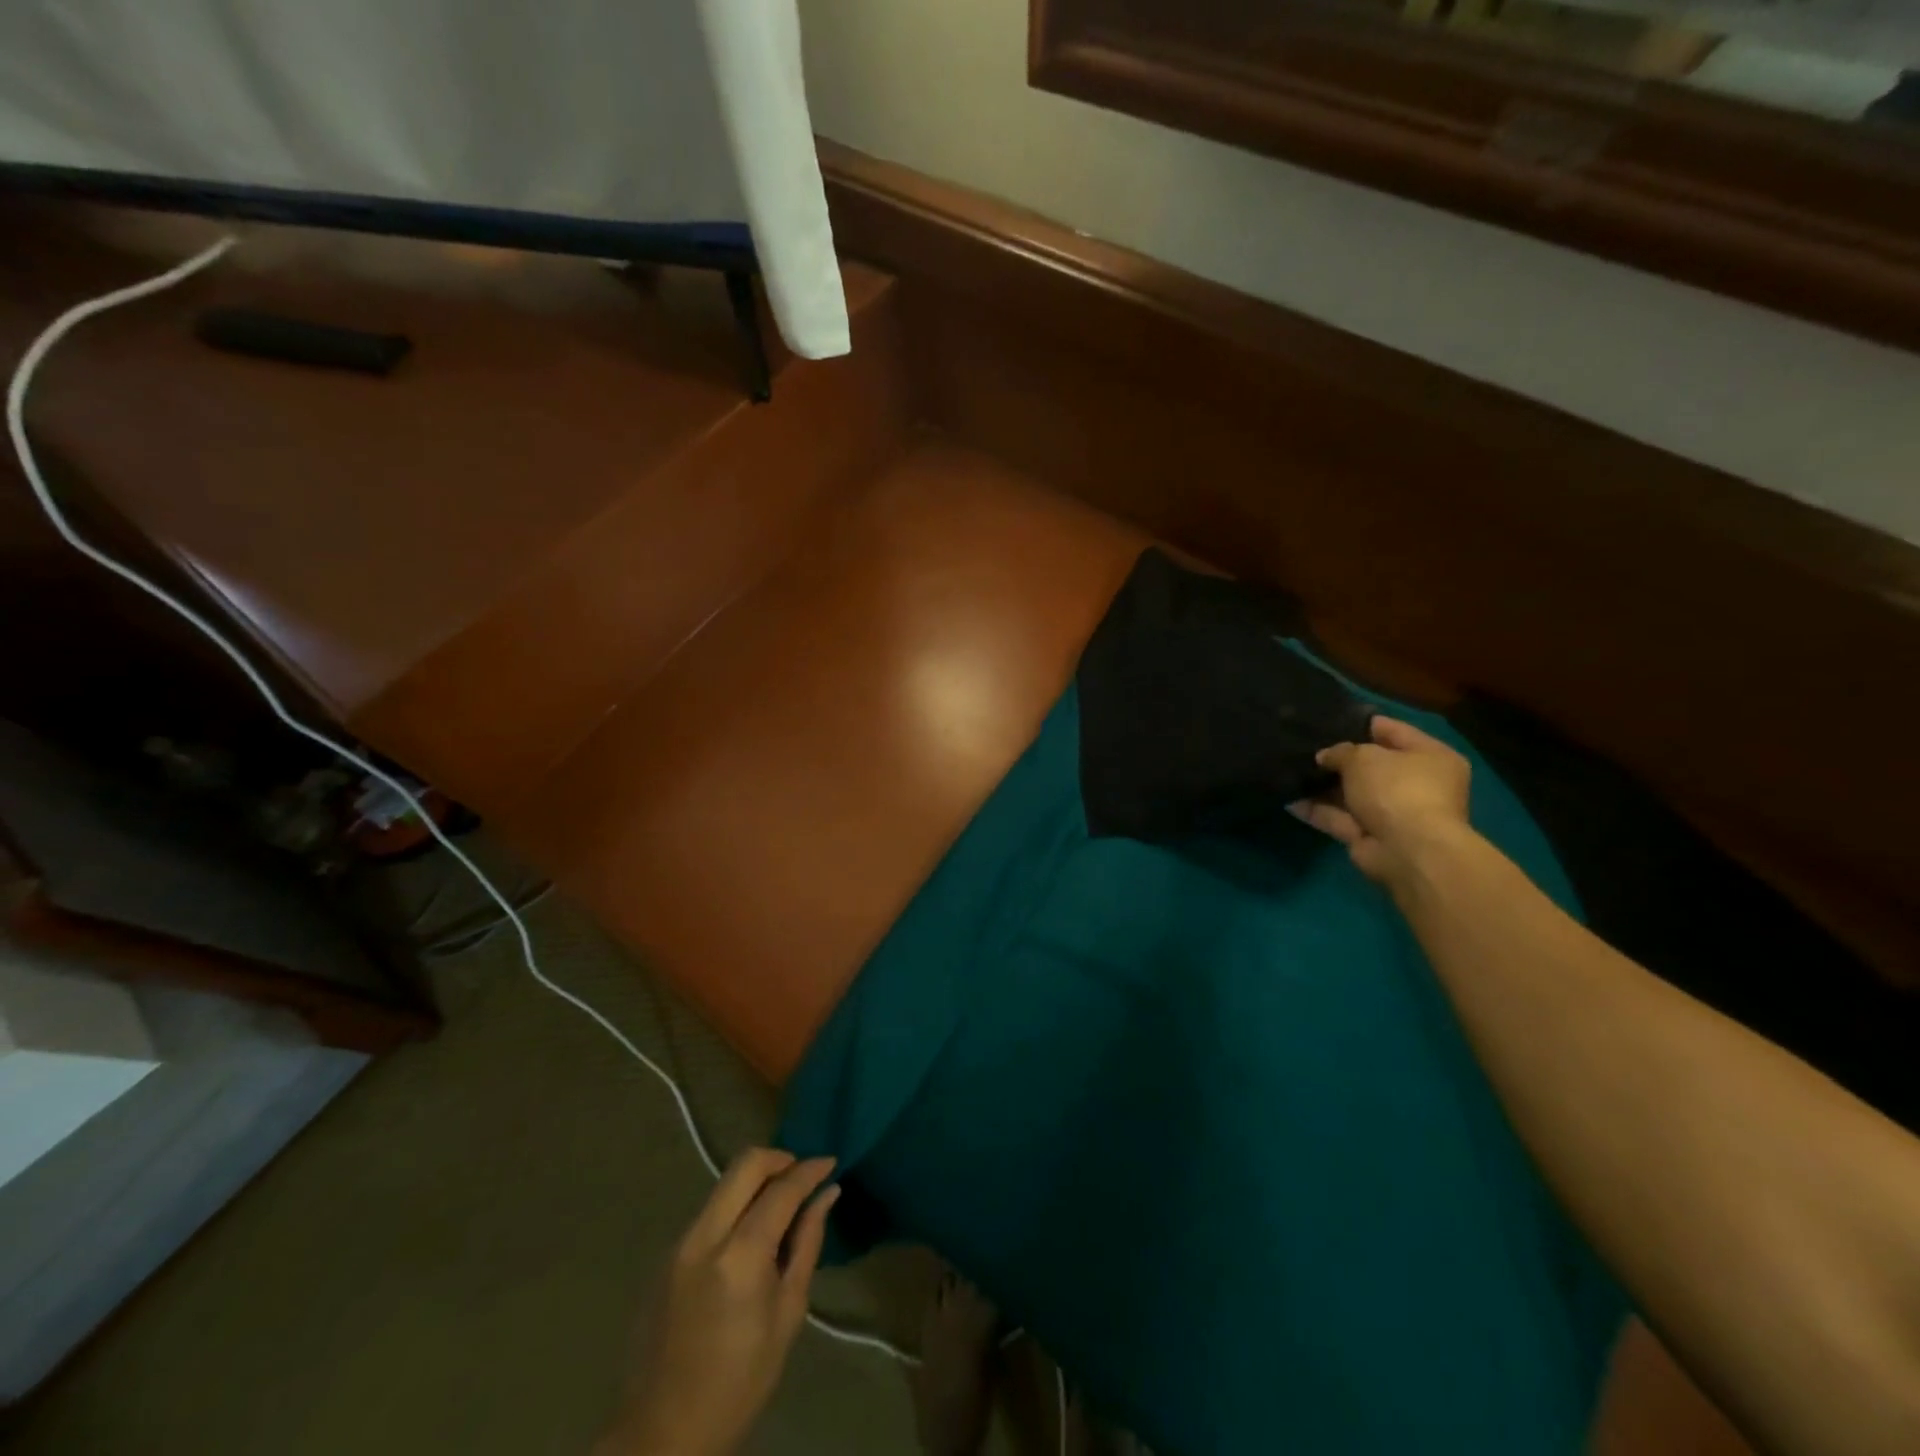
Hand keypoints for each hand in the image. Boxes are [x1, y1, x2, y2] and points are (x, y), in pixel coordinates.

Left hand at [604, 1149, 838, 1455]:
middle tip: (803, 1176)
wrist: (662, 1434)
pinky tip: (752, 1234)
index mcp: (740, 1256)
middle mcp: (706, 1236)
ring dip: (757, 1181)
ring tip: (782, 1205)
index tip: (831, 1163)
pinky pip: (711, 1209)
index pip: (781, 1189)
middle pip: (745, 1163)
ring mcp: (681, 1242)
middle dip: (780, 1159)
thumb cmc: (739, 1384)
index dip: (810, 1169)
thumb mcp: (787, 1315)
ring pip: (725, 1183)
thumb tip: (827, 1194)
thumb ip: (807, 1244)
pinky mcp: (668, 1254)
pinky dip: (737, 1205)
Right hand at [1290, 715, 1473, 886]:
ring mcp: (1392, 813)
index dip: (1362, 724)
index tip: (1330, 718)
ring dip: (1324, 785)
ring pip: (1352, 793)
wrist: (1406, 850)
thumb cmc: (1396, 789)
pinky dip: (1316, 810)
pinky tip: (1288, 798)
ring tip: (1291, 769)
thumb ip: (1341, 751)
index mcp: (1431, 757)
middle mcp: (1416, 784)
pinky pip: (1338, 818)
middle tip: (1306, 745)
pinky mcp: (1370, 836)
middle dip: (1339, 758)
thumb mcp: (1364, 757)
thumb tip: (1325, 757)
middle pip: (1372, 765)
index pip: (1394, 731)